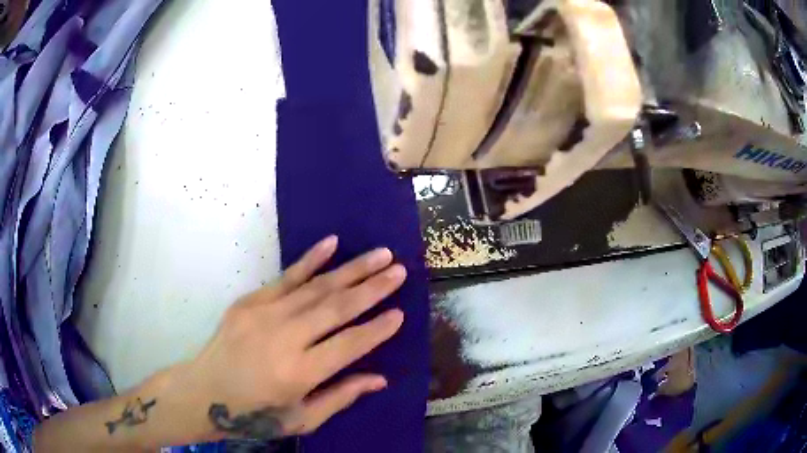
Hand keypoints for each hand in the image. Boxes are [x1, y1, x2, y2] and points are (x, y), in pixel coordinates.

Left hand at [175, 235, 405, 440]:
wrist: (203, 393)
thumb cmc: (255, 414)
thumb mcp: (301, 418)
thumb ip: (340, 397)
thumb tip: (379, 378)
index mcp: (299, 373)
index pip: (349, 345)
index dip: (377, 329)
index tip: (400, 313)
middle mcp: (284, 338)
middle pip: (336, 308)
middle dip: (372, 288)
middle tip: (399, 271)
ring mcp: (264, 314)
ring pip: (316, 287)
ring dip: (351, 269)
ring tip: (381, 254)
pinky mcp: (249, 302)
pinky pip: (286, 276)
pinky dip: (310, 259)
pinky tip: (332, 243)